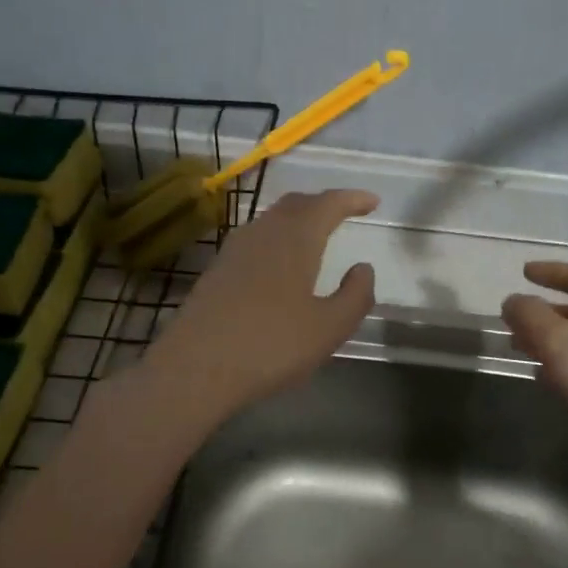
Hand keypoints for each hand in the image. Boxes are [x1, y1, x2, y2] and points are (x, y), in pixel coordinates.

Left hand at [141, 189, 378, 424]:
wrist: (195, 368)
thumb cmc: (271, 346)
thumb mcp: (329, 328)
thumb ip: (355, 295)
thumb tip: (363, 268)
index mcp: (296, 239)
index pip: (328, 204)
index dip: (352, 199)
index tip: (372, 201)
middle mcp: (263, 233)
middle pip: (296, 204)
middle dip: (323, 204)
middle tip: (345, 213)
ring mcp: (234, 250)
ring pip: (272, 220)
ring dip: (297, 220)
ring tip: (315, 236)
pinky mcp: (216, 271)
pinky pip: (255, 240)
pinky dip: (277, 239)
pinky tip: (279, 264)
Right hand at [501, 262, 567, 504]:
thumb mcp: (563, 341)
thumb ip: (532, 317)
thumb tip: (512, 301)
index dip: (553, 272)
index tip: (524, 272)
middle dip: (545, 311)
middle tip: (513, 318)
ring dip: (548, 341)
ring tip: (517, 347)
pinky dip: (558, 369)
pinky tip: (541, 378)